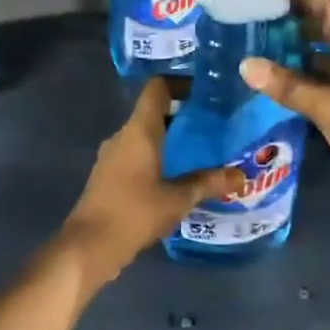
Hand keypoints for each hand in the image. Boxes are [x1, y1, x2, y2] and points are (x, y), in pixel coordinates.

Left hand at [57, 79, 243, 288]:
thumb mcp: (178, 199)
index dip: (180, 83)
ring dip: (169, 140)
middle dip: (182, 116)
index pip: (157, 88)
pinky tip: (176, 176)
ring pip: (144, 136)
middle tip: (212, 126)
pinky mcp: (108, 176)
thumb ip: (208, 183)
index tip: (206, 94)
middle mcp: (122, 136)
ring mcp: (111, 156)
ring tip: (199, 152)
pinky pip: (136, 155)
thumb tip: (240, 175)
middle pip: (152, 112)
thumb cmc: (135, 213)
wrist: (89, 246)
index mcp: (139, 130)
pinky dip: (156, 158)